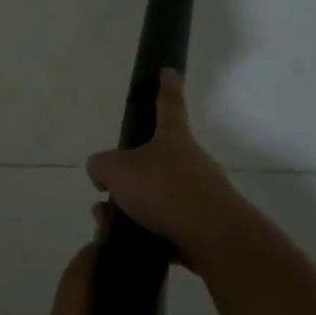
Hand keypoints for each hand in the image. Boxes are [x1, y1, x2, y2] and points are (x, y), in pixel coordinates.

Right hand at [87, 69, 251, 273]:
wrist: (214, 239)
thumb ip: (101, 166)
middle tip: (108, 188)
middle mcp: (190, 162)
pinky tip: (127, 243)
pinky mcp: (203, 227)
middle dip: (131, 172)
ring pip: (158, 196)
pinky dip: (145, 232)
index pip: (168, 104)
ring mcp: (200, 195)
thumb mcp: (116, 170)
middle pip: (156, 158)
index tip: (169, 71)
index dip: (166, 87)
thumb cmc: (164, 190)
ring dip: (132, 207)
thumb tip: (102, 174)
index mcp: (173, 138)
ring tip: (108, 222)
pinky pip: (166, 225)